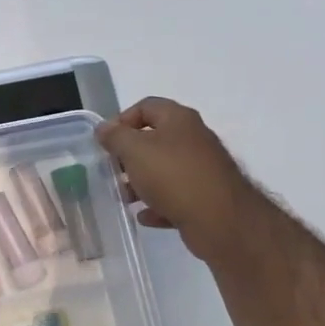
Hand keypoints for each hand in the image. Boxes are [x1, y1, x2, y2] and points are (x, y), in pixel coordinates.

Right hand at [96, 97, 253, 262]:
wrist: (220, 219)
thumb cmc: (173, 176)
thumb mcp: (134, 151)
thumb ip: (115, 137)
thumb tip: (104, 128)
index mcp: (179, 120)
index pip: (145, 106)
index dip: (122, 120)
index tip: (106, 142)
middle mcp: (193, 139)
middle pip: (154, 140)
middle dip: (129, 156)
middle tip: (112, 171)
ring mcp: (202, 169)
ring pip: (163, 170)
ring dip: (140, 183)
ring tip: (124, 198)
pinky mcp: (206, 196)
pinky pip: (175, 196)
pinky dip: (158, 204)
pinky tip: (145, 216)